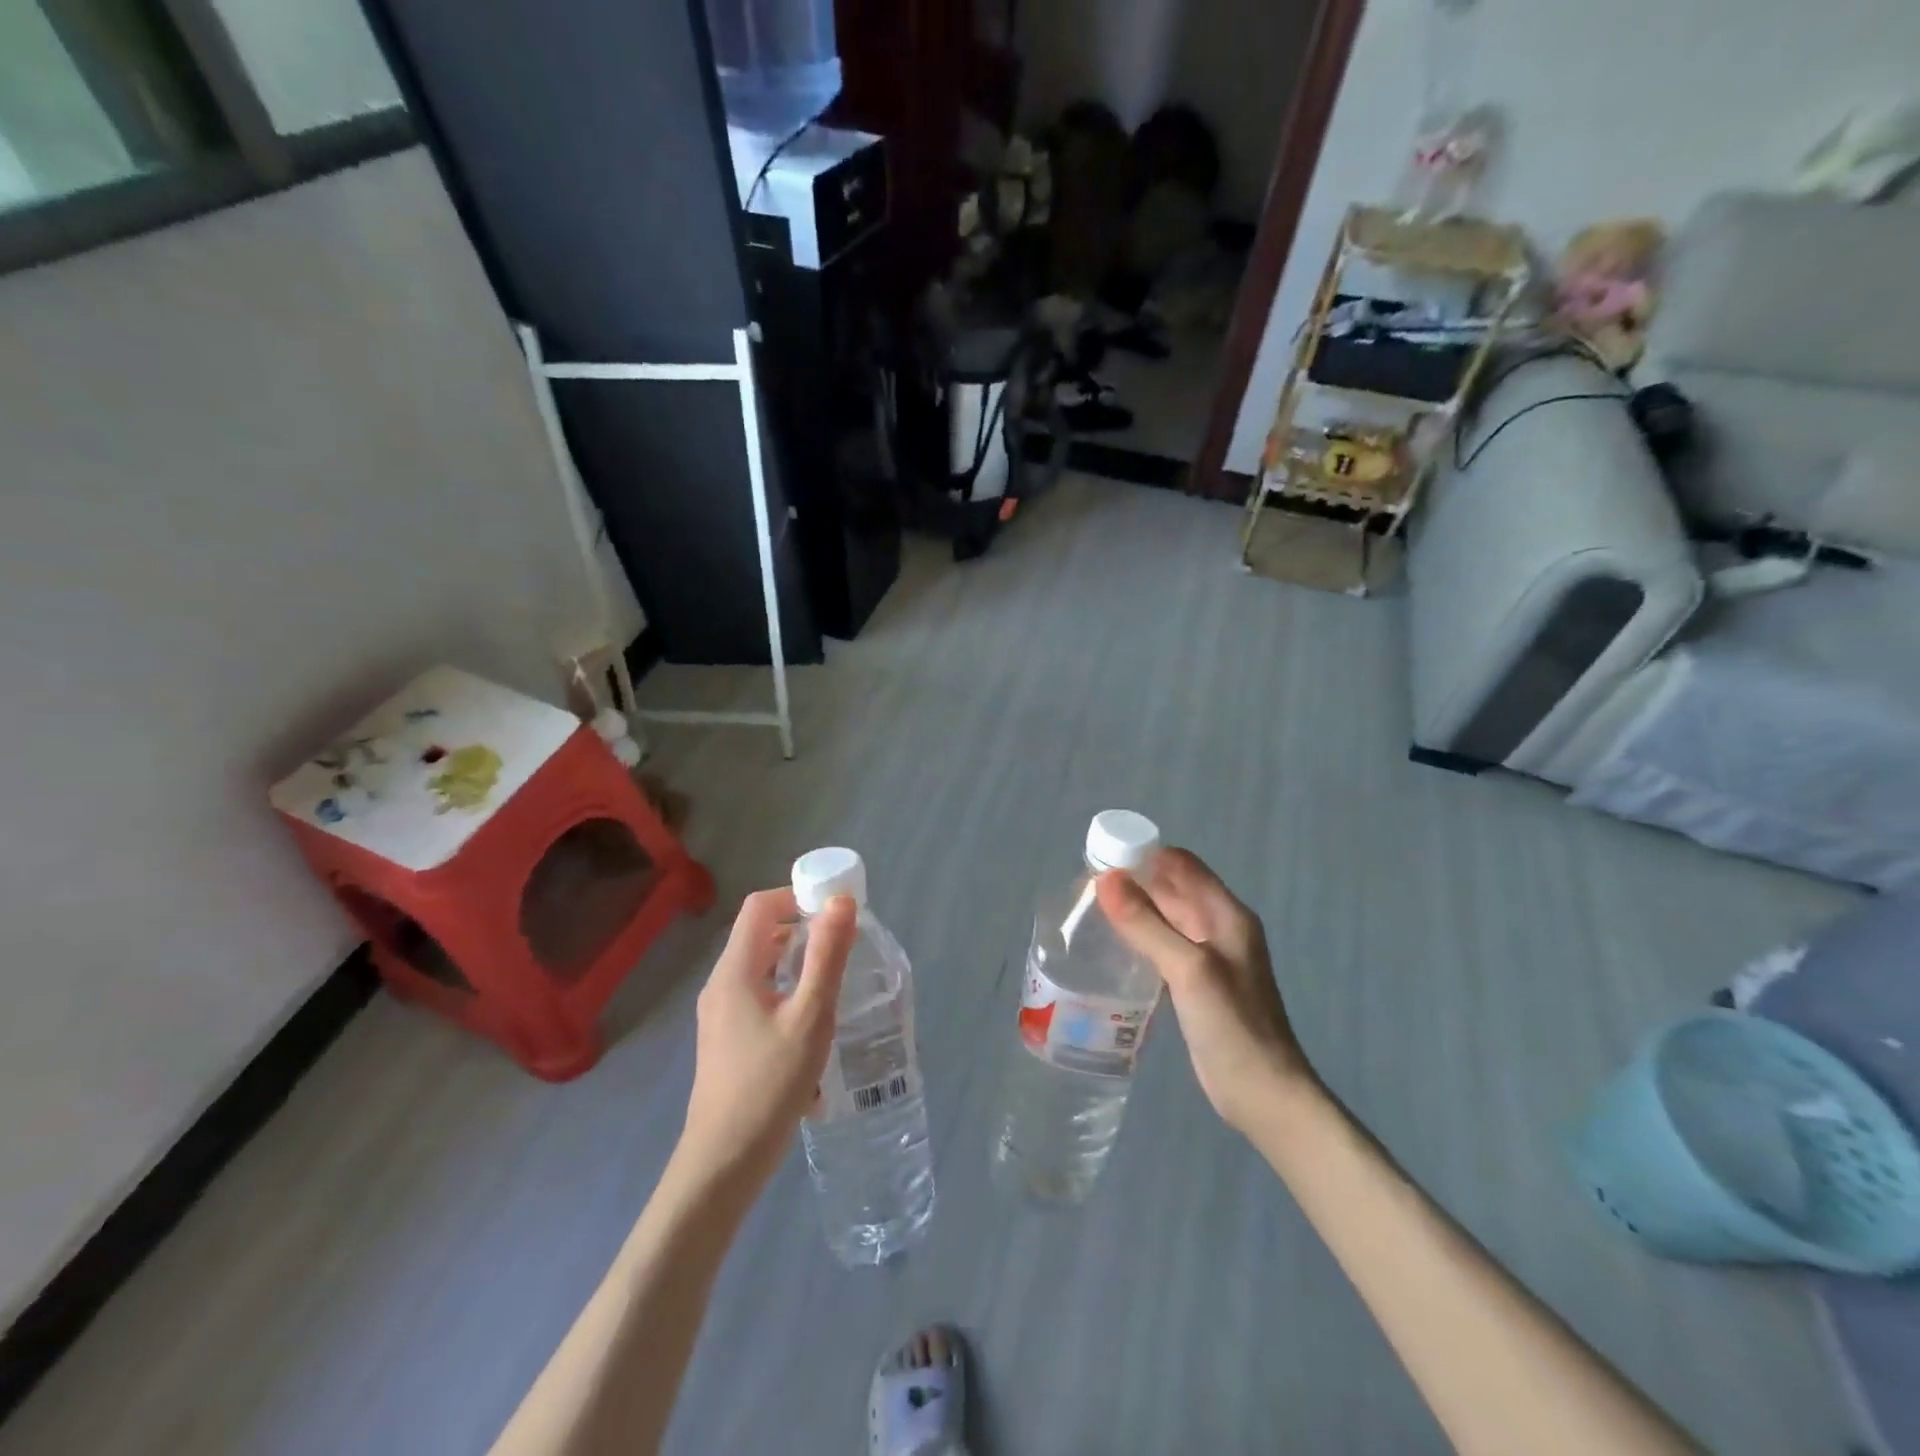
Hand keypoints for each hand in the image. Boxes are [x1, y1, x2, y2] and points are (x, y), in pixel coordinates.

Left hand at [679, 888, 856, 1189]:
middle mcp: (721, 984)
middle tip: (844, 944)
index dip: (796, 895)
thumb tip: (840, 901)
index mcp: (735, 971)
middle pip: (760, 934)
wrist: (724, 1162)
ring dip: (798, 963)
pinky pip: (759, 995)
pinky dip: (787, 992)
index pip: (760, 906)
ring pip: (762, 967)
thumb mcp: (810, 1017)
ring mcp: (720, 1013)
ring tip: (835, 981)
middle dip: (803, 929)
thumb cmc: (769, 1085)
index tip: (835, 910)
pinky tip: (813, 1025)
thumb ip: (827, 956)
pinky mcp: (727, 1038)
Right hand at [1095, 849, 1313, 1133]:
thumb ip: (1146, 924)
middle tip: (1085, 887)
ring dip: (1133, 911)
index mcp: (1226, 915)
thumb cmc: (1232, 1026)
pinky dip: (1139, 939)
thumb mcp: (1187, 969)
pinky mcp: (1195, 984)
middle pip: (1172, 889)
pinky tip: (1112, 947)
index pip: (1181, 865)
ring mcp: (1208, 958)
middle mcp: (1218, 928)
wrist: (1264, 1095)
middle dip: (1133, 882)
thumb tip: (1105, 879)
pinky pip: (1163, 947)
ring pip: (1165, 919)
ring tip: (1089, 912)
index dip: (1144, 856)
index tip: (1101, 858)